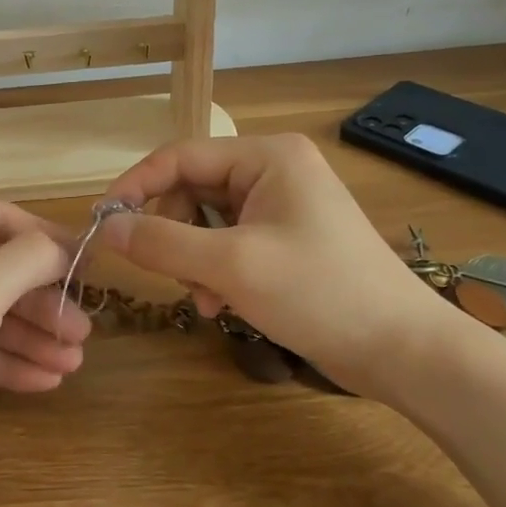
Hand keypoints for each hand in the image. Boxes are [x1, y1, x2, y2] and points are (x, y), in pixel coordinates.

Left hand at [0, 202, 91, 475]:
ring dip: (34, 336)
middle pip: (1, 271)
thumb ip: (32, 258)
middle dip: (44, 302)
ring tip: (73, 362)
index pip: (0, 219)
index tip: (88, 266)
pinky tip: (47, 380)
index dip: (47, 240)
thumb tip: (66, 247)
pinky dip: (11, 360)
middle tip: (82, 330)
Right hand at [98, 134, 458, 399]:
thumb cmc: (319, 293)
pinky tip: (222, 304)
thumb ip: (162, 242)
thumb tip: (108, 227)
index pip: (179, 156)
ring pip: (206, 222)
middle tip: (164, 274)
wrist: (402, 349)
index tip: (103, 222)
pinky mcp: (286, 239)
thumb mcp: (231, 266)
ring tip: (206, 299)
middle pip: (191, 190)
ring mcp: (282, 205)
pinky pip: (229, 243)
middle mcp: (273, 170)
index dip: (136, 186)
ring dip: (193, 260)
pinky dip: (216, 271)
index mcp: (266, 156)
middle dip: (172, 234)